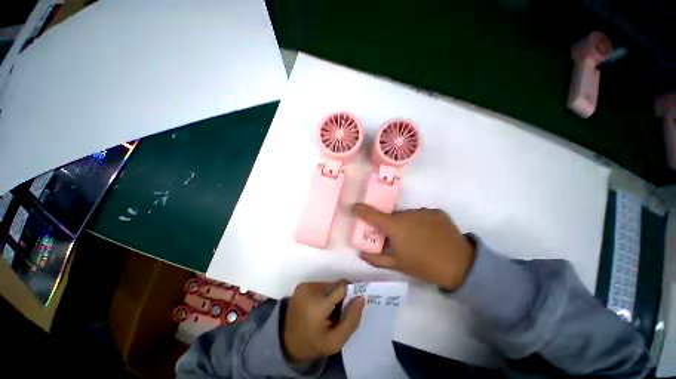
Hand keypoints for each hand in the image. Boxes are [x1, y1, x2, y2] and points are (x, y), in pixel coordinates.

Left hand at [283, 280, 364, 362]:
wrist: (286, 342)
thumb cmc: (313, 343)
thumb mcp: (336, 341)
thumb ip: (351, 320)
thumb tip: (361, 297)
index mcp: (318, 304)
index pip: (342, 287)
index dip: (350, 295)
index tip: (350, 306)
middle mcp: (310, 289)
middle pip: (336, 285)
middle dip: (341, 296)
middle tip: (337, 312)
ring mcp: (305, 285)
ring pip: (329, 284)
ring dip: (333, 294)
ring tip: (328, 310)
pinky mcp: (302, 285)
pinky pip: (321, 284)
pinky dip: (324, 293)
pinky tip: (320, 306)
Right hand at [351, 204, 475, 290]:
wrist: (461, 265)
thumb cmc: (424, 266)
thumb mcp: (397, 265)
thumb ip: (376, 259)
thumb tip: (360, 254)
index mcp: (394, 226)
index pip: (371, 213)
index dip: (360, 209)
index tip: (354, 208)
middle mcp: (406, 213)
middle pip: (391, 216)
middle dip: (389, 225)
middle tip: (395, 238)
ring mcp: (423, 211)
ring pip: (406, 215)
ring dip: (405, 224)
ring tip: (415, 238)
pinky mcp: (436, 212)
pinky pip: (421, 215)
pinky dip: (420, 222)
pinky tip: (428, 234)